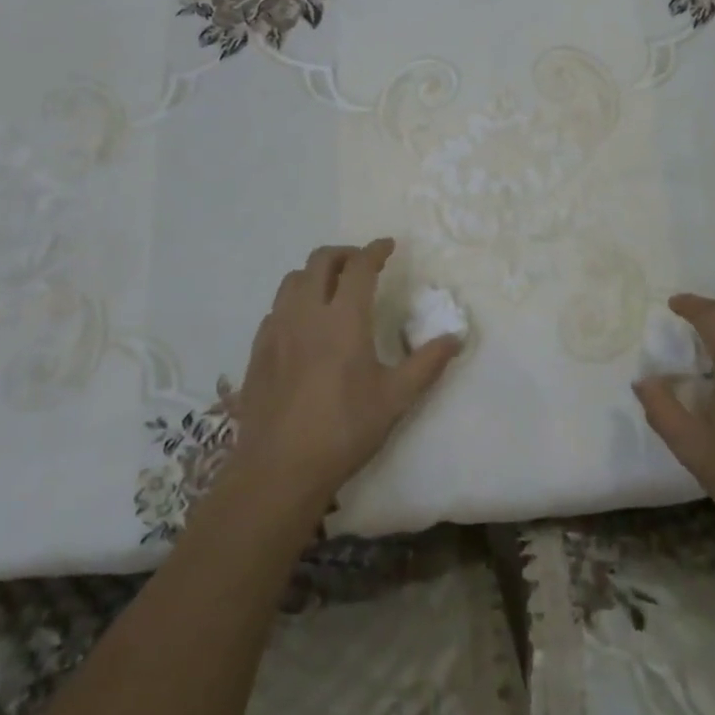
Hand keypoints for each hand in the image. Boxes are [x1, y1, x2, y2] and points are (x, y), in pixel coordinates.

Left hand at [228, 239, 460, 523]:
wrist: (279, 469)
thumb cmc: (344, 430)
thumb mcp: (396, 399)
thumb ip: (427, 363)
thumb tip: (456, 337)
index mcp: (343, 319)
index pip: (359, 266)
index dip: (375, 250)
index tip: (388, 246)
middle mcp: (306, 313)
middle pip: (320, 261)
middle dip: (344, 254)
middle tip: (362, 264)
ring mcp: (277, 330)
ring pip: (292, 280)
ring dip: (315, 274)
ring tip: (332, 289)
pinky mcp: (257, 350)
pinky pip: (276, 308)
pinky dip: (294, 301)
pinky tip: (304, 325)